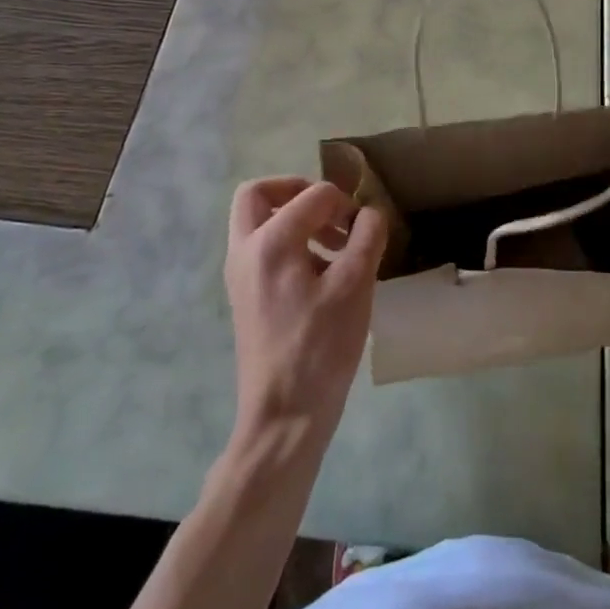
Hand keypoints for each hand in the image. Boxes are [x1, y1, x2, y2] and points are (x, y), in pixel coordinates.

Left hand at [226, 176, 387, 446]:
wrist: (283, 417)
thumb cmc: (320, 348)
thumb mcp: (355, 286)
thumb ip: (367, 237)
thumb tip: (369, 213)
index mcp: (271, 242)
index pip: (313, 195)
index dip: (346, 203)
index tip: (366, 228)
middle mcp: (246, 250)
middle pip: (259, 194)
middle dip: (296, 191)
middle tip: (330, 210)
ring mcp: (240, 276)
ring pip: (257, 222)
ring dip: (294, 218)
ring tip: (335, 245)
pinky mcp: (245, 297)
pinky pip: (261, 249)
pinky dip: (288, 244)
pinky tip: (322, 274)